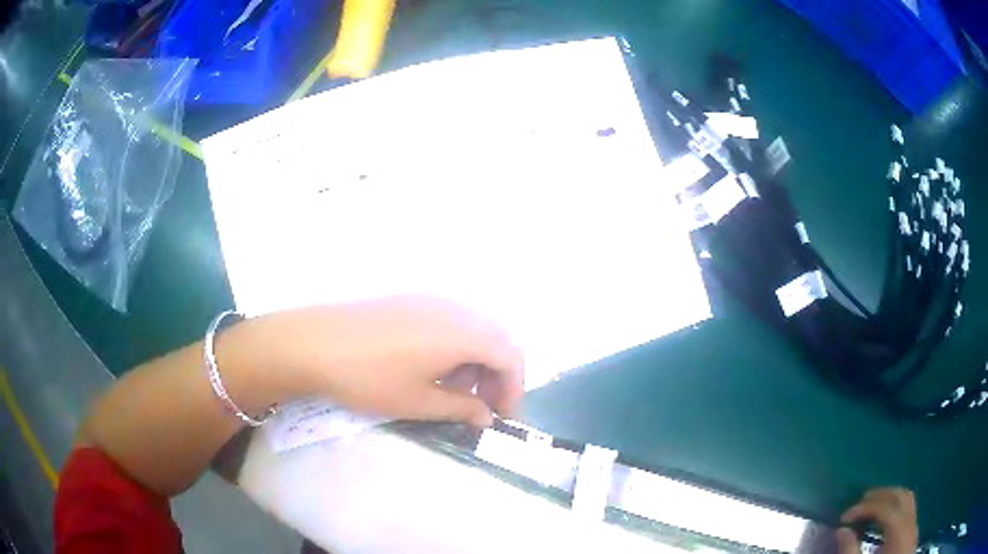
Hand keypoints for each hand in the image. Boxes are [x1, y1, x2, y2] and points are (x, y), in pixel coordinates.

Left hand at [256, 296, 524, 426]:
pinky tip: (432, 367)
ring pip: (473, 328)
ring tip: (455, 390)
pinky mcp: (410, 300)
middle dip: (498, 374)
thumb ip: (461, 408)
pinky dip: (456, 346)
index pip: (510, 355)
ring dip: (476, 360)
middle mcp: (453, 309)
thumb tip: (486, 417)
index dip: (514, 388)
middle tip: (483, 406)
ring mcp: (430, 300)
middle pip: (495, 338)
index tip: (502, 416)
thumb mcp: (418, 401)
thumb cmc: (369, 377)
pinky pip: (449, 321)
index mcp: (462, 333)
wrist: (313, 343)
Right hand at [837, 488, 918, 553]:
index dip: (864, 508)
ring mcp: (914, 525)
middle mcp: (910, 522)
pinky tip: (885, 517)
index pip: (885, 508)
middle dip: (880, 495)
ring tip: (872, 505)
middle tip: (860, 502)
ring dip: (890, 497)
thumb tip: (841, 530)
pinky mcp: (913, 531)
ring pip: (908, 498)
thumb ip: (850, 551)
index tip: (844, 518)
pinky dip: (896, 505)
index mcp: (899, 531)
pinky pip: (909, 508)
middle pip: (900, 496)